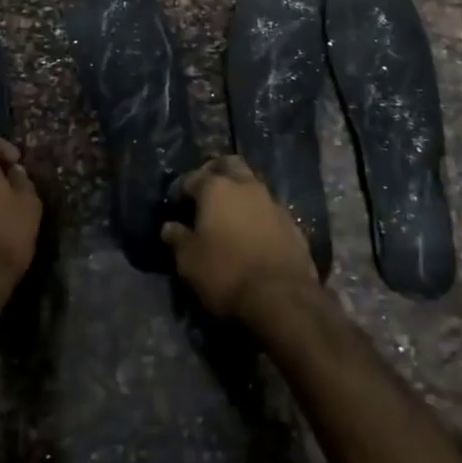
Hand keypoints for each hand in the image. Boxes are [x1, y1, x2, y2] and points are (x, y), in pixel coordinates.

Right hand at [162, 156, 318, 322]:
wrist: (282, 297)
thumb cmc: (226, 273)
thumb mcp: (189, 261)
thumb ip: (178, 239)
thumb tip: (169, 227)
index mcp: (216, 188)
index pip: (192, 177)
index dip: (181, 188)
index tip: (176, 201)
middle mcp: (246, 186)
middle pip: (229, 164)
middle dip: (216, 171)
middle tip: (205, 188)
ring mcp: (272, 202)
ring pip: (252, 183)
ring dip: (240, 191)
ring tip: (229, 212)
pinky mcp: (292, 222)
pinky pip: (269, 207)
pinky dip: (258, 213)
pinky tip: (253, 230)